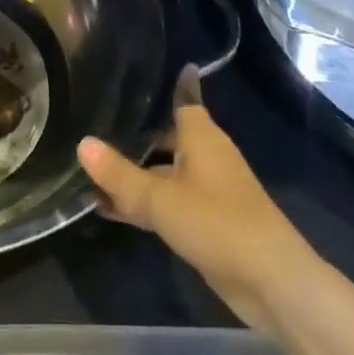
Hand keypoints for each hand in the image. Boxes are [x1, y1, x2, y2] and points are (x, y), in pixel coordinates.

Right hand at [78, 67, 311, 331]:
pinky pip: (167, 202)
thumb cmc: (216, 222)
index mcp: (202, 138)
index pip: (184, 99)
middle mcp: (206, 158)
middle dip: (135, 135)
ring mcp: (208, 192)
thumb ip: (119, 173)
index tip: (143, 72)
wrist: (270, 281)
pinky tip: (109, 209)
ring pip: (164, 173)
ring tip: (89, 171)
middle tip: (93, 125)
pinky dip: (143, 203)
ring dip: (134, 175)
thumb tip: (83, 143)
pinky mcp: (207, 223)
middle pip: (167, 138)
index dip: (170, 85)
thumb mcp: (159, 198)